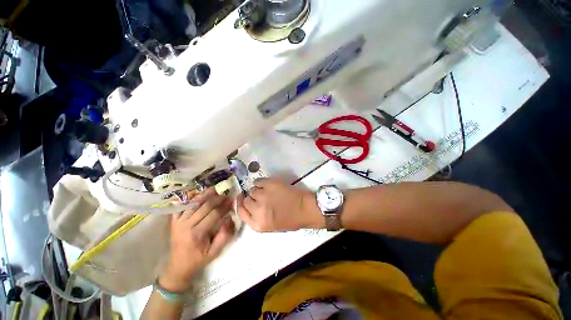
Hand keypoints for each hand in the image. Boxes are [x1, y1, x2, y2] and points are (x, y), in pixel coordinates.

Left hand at [160, 189, 234, 292]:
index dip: (224, 206)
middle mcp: (186, 225)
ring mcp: (178, 221)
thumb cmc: (198, 259)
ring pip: (193, 203)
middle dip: (217, 199)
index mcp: (198, 233)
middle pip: (204, 206)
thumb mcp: (215, 252)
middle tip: (226, 195)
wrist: (178, 266)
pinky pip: (180, 206)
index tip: (232, 201)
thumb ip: (224, 236)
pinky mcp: (173, 221)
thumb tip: (229, 219)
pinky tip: (196, 193)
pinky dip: (187, 198)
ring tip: (214, 190)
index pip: (214, 214)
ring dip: (205, 195)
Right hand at [237, 178, 322, 231]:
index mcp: (258, 224)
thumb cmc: (290, 220)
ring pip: (252, 190)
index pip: (241, 212)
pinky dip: (261, 183)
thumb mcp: (269, 226)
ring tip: (267, 192)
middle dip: (251, 198)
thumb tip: (247, 204)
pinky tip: (268, 185)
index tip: (241, 198)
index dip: (240, 204)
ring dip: (258, 190)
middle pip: (246, 200)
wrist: (304, 208)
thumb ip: (256, 218)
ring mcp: (264, 195)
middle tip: (260, 197)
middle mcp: (258, 210)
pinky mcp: (270, 184)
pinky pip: (258, 181)